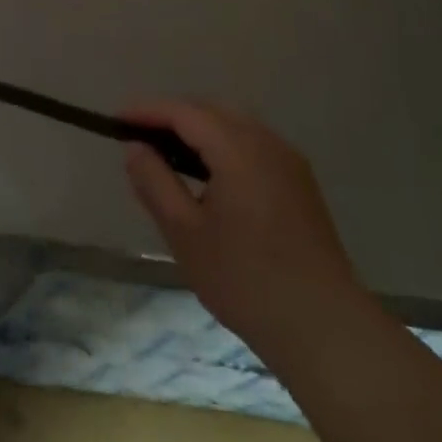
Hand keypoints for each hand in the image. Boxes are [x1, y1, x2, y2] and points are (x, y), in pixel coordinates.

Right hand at [122, 101, 363, 355]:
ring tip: (167, 155)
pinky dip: (222, 144)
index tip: (115, 120)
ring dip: (198, 129)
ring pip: (234, 125)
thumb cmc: (246, 281)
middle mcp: (267, 143)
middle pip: (211, 110)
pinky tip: (207, 175)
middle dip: (172, 116)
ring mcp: (289, 162)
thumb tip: (135, 148)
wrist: (326, 330)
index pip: (184, 112)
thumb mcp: (185, 233)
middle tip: (139, 137)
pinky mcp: (300, 184)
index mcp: (238, 149)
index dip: (147, 111)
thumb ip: (154, 182)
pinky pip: (252, 144)